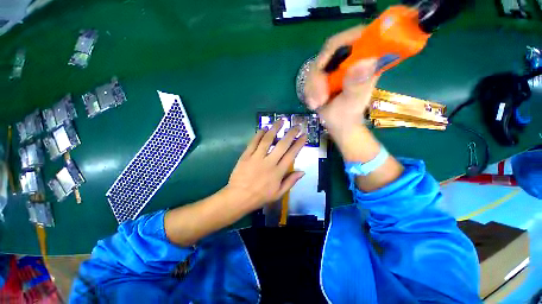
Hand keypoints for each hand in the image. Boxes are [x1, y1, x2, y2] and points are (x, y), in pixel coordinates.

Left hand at [226, 120, 306, 210]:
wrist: (239, 197)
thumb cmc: (260, 196)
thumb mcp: (278, 193)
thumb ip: (291, 181)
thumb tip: (302, 171)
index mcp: (278, 172)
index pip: (291, 155)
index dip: (299, 144)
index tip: (304, 136)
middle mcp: (269, 162)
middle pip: (282, 145)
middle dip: (290, 134)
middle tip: (296, 126)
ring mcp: (256, 158)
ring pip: (267, 140)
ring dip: (275, 129)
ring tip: (280, 121)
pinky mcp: (246, 156)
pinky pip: (253, 142)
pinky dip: (259, 134)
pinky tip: (263, 128)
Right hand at [304, 25, 379, 132]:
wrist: (338, 124)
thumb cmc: (348, 116)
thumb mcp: (353, 103)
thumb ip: (357, 85)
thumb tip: (364, 61)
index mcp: (367, 61)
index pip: (355, 37)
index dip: (337, 45)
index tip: (322, 67)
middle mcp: (351, 59)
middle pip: (329, 51)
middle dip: (318, 76)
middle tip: (318, 98)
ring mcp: (337, 67)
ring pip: (317, 66)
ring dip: (312, 86)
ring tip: (315, 104)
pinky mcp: (326, 74)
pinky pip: (311, 76)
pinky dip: (310, 90)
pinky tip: (313, 102)